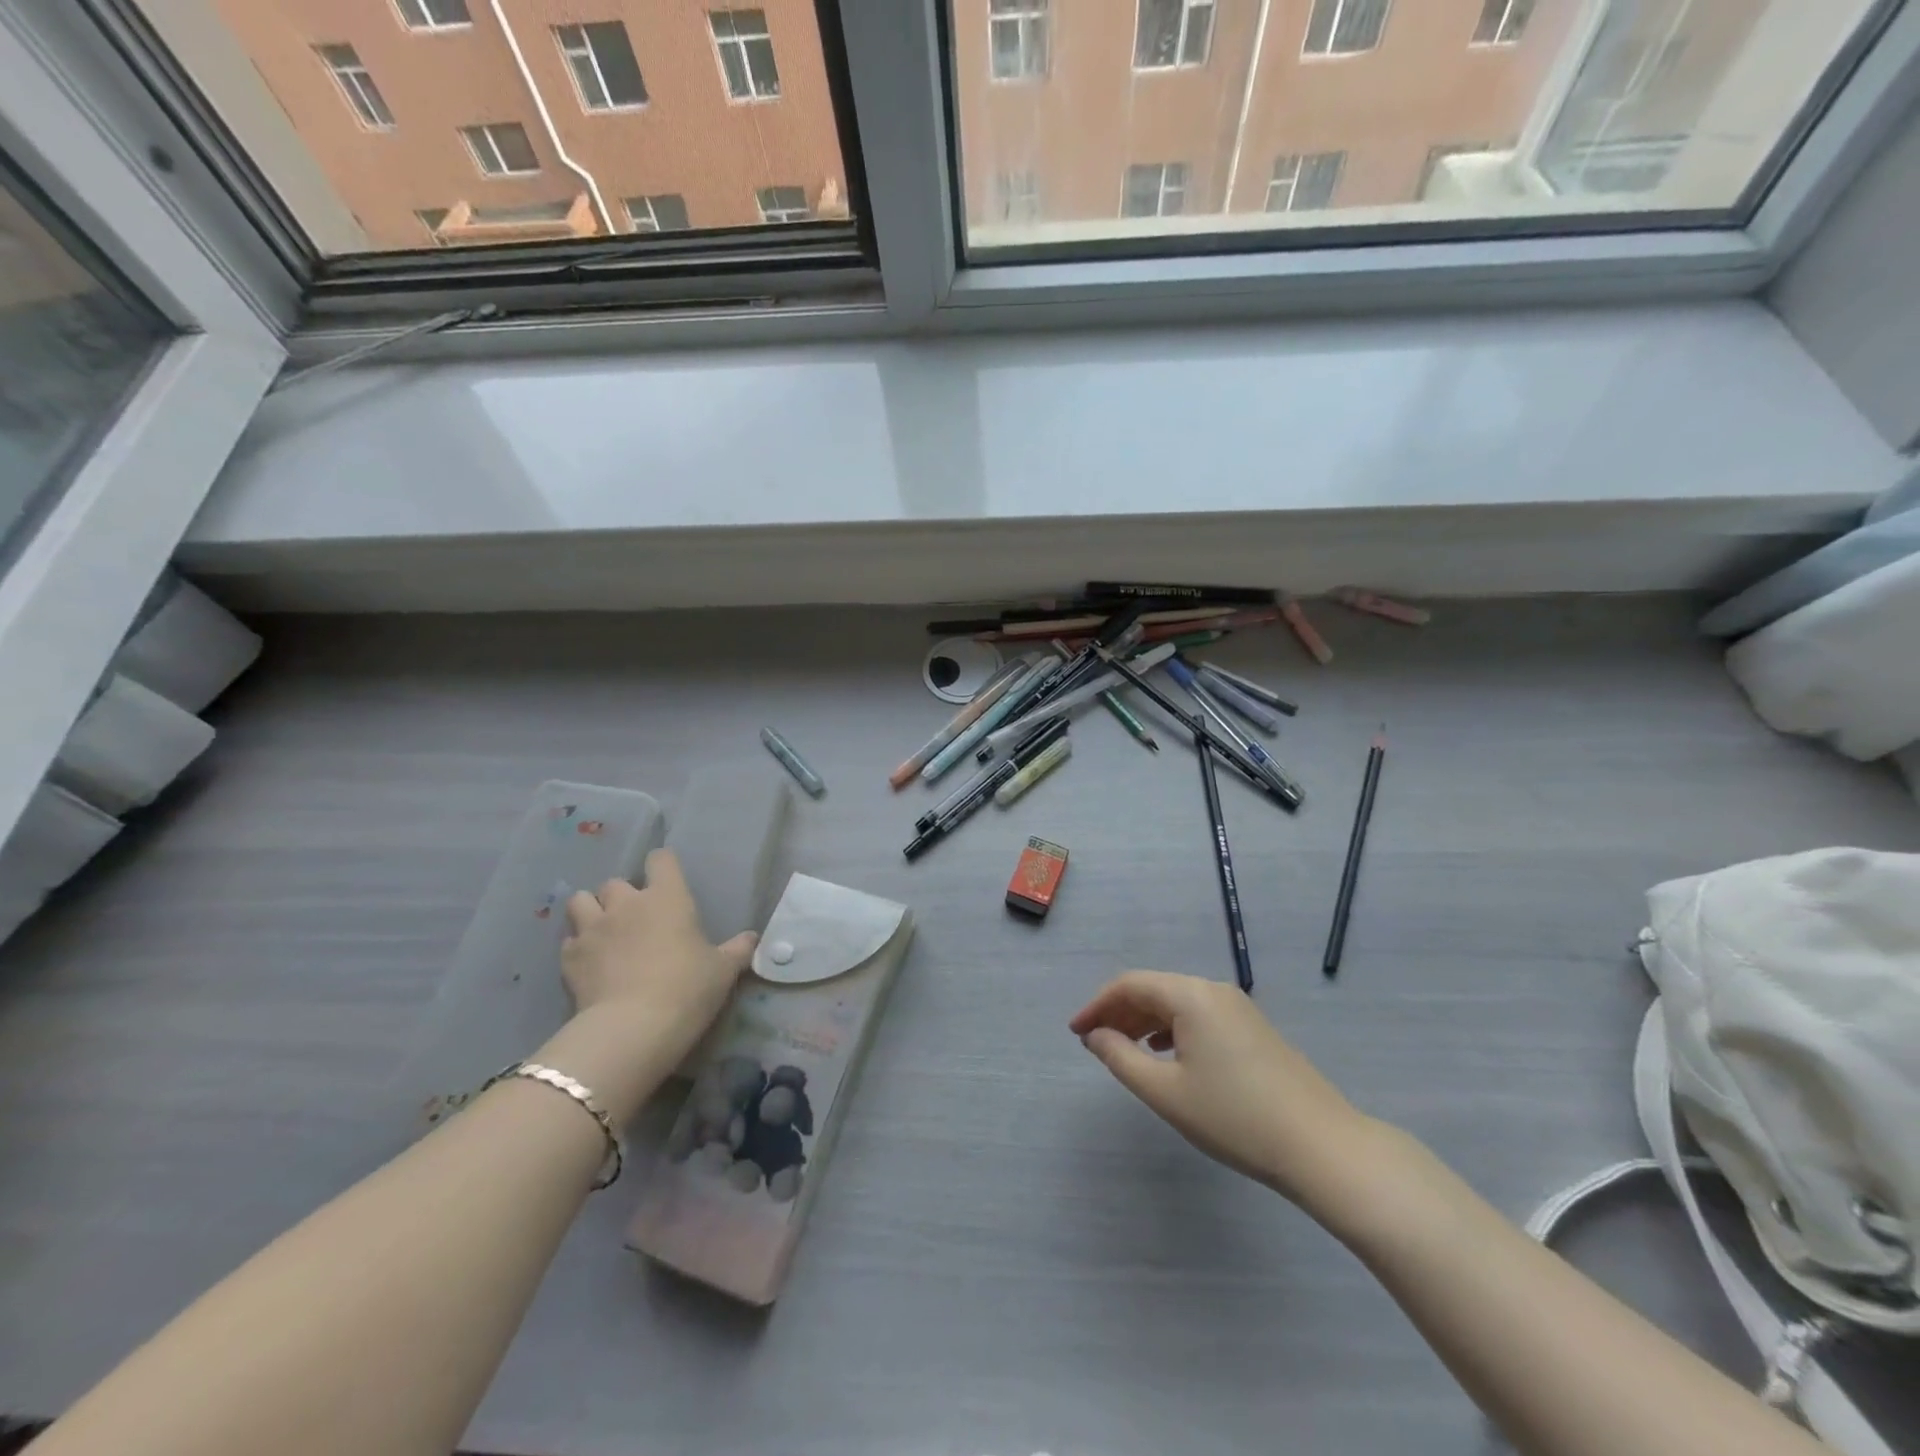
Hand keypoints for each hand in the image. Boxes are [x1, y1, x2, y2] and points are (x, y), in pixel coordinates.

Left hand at [562, 850, 756, 1050]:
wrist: (633, 1028)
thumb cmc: (687, 988)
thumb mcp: (723, 970)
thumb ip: (737, 950)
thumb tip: (752, 938)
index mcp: (667, 897)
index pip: (661, 860)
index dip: (663, 865)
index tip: (668, 880)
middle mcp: (626, 903)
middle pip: (615, 881)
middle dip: (622, 895)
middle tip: (635, 917)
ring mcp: (593, 929)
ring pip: (580, 901)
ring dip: (590, 911)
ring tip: (602, 930)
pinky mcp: (569, 958)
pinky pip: (569, 941)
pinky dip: (577, 947)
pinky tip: (589, 963)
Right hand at [1070, 971, 1383, 1215]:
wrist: (1322, 1147)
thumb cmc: (1235, 1118)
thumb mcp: (1166, 1093)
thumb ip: (1121, 1058)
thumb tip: (1095, 1036)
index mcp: (1191, 995)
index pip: (1131, 984)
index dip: (1097, 1004)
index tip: (1076, 1033)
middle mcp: (1214, 990)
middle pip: (1155, 989)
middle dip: (1120, 1011)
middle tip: (1094, 1042)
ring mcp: (1239, 1008)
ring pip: (1178, 1003)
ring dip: (1145, 1021)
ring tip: (1124, 1049)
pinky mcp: (1254, 1029)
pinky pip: (1200, 1016)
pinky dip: (1172, 1029)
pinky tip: (1167, 1056)